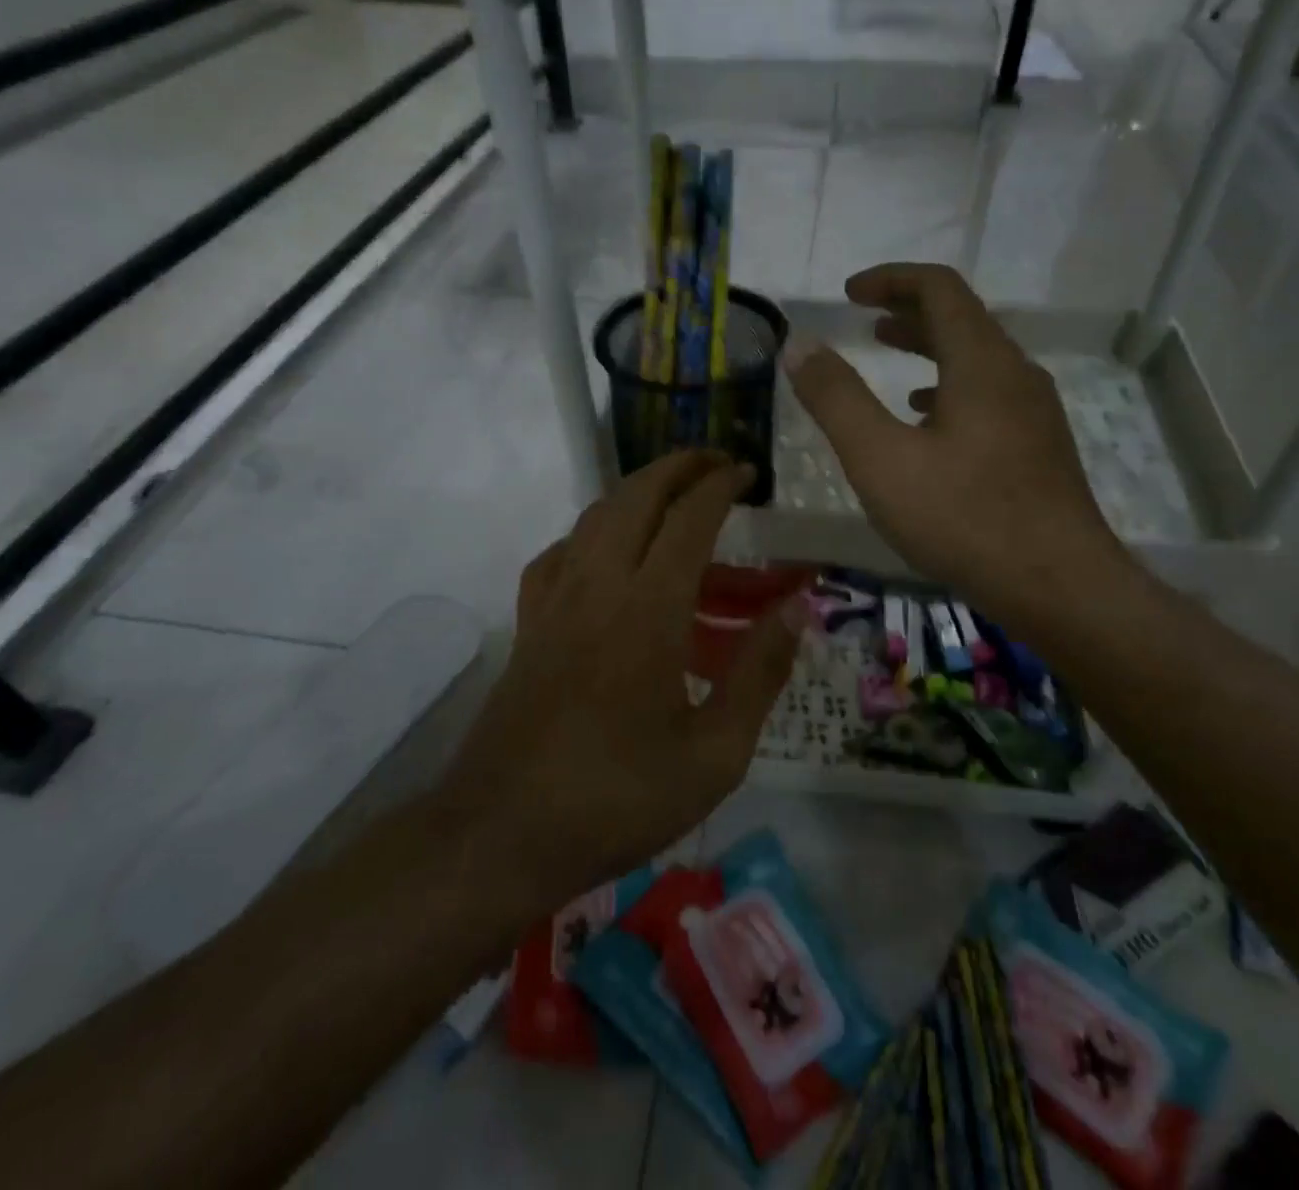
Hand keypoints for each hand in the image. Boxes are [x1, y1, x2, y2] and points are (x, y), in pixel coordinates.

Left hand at [438, 452, 802, 913]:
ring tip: (671, 494)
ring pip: (593, 515)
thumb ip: (760, 673)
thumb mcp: (714, 755)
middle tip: (715, 464)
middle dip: (677, 467)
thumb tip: (796, 607)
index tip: (747, 472)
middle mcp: (597, 586)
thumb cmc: (618, 799)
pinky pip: (560, 552)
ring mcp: (554, 601)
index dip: (720, 485)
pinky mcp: (528, 624)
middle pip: (635, 497)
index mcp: (648, 610)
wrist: (501, 834)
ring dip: (636, 490)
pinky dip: (591, 531)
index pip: (689, 519)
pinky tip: (605, 552)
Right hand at [784, 263, 1131, 616]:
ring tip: (889, 358)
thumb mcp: (880, 458)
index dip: (890, 279)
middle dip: (908, 310)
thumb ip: (836, 399)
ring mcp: (1034, 411)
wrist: (1059, 586)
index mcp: (981, 362)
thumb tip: (800, 345)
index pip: (939, 288)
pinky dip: (950, 388)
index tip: (849, 294)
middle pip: (962, 318)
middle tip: (865, 319)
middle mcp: (1015, 373)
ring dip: (930, 348)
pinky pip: (989, 394)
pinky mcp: (1038, 446)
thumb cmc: (963, 517)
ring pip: (977, 358)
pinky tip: (927, 420)